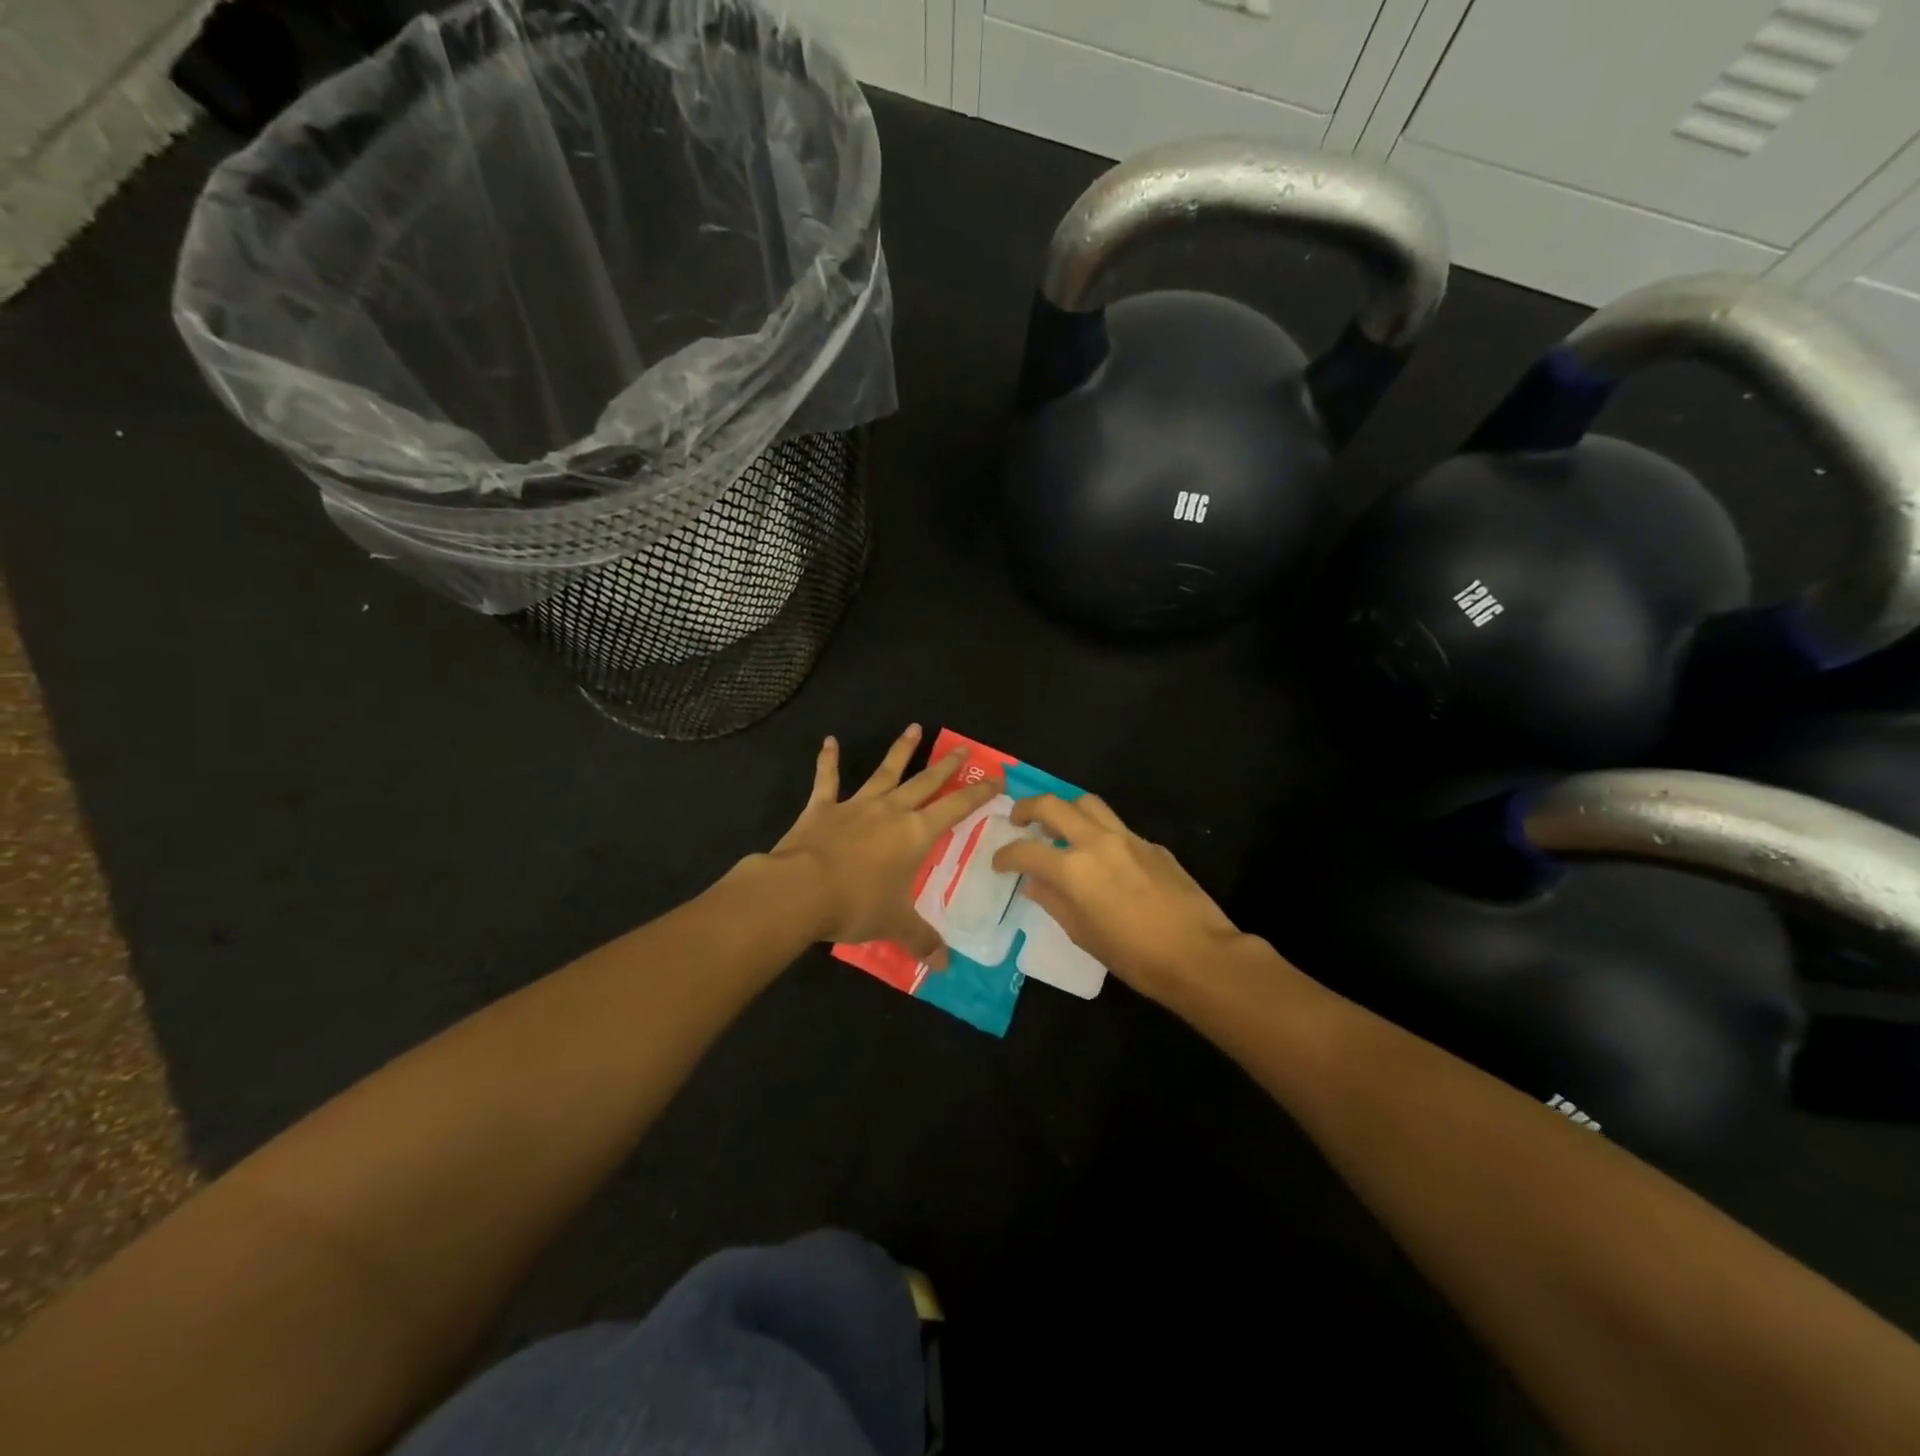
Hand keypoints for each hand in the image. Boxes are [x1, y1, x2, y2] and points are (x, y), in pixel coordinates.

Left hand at [766, 724, 1000, 963]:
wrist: (801, 890)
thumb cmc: (857, 905)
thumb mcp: (895, 925)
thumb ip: (922, 940)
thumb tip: (946, 966)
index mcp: (915, 834)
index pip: (956, 809)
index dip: (977, 794)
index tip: (995, 778)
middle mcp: (891, 811)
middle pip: (925, 782)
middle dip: (946, 766)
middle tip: (963, 749)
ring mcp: (855, 805)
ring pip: (885, 772)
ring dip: (900, 750)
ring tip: (914, 729)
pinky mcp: (822, 807)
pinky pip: (827, 779)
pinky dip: (828, 760)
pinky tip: (828, 741)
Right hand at [992, 793, 1248, 1002]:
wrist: (1198, 954)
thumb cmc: (1134, 956)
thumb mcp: (1083, 934)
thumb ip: (1053, 901)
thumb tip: (1034, 882)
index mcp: (1073, 869)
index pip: (1026, 851)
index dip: (1005, 855)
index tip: (998, 862)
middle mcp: (1097, 842)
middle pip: (1054, 805)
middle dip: (1028, 808)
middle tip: (1018, 821)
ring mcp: (1127, 838)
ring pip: (1087, 803)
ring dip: (1065, 809)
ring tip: (1058, 826)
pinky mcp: (1151, 845)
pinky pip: (1116, 827)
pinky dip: (1098, 832)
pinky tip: (1101, 857)